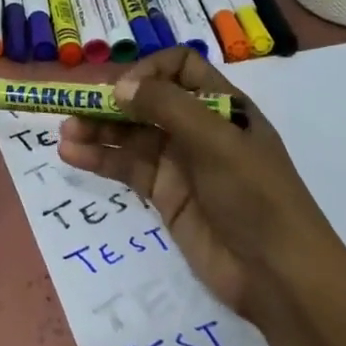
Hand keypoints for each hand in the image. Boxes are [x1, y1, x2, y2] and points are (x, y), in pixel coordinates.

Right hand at [58, 46, 328, 317]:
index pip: (180, 68)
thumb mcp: (216, 141)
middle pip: (147, 101)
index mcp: (222, 105)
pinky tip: (73, 156)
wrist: (280, 277)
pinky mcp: (166, 196)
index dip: (149, 71)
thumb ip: (166, 107)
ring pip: (131, 135)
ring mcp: (181, 163)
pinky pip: (127, 168)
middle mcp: (198, 128)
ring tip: (65, 135)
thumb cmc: (256, 196)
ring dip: (98, 130)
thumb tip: (119, 86)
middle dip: (112, 103)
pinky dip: (100, 160)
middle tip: (74, 110)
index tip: (123, 91)